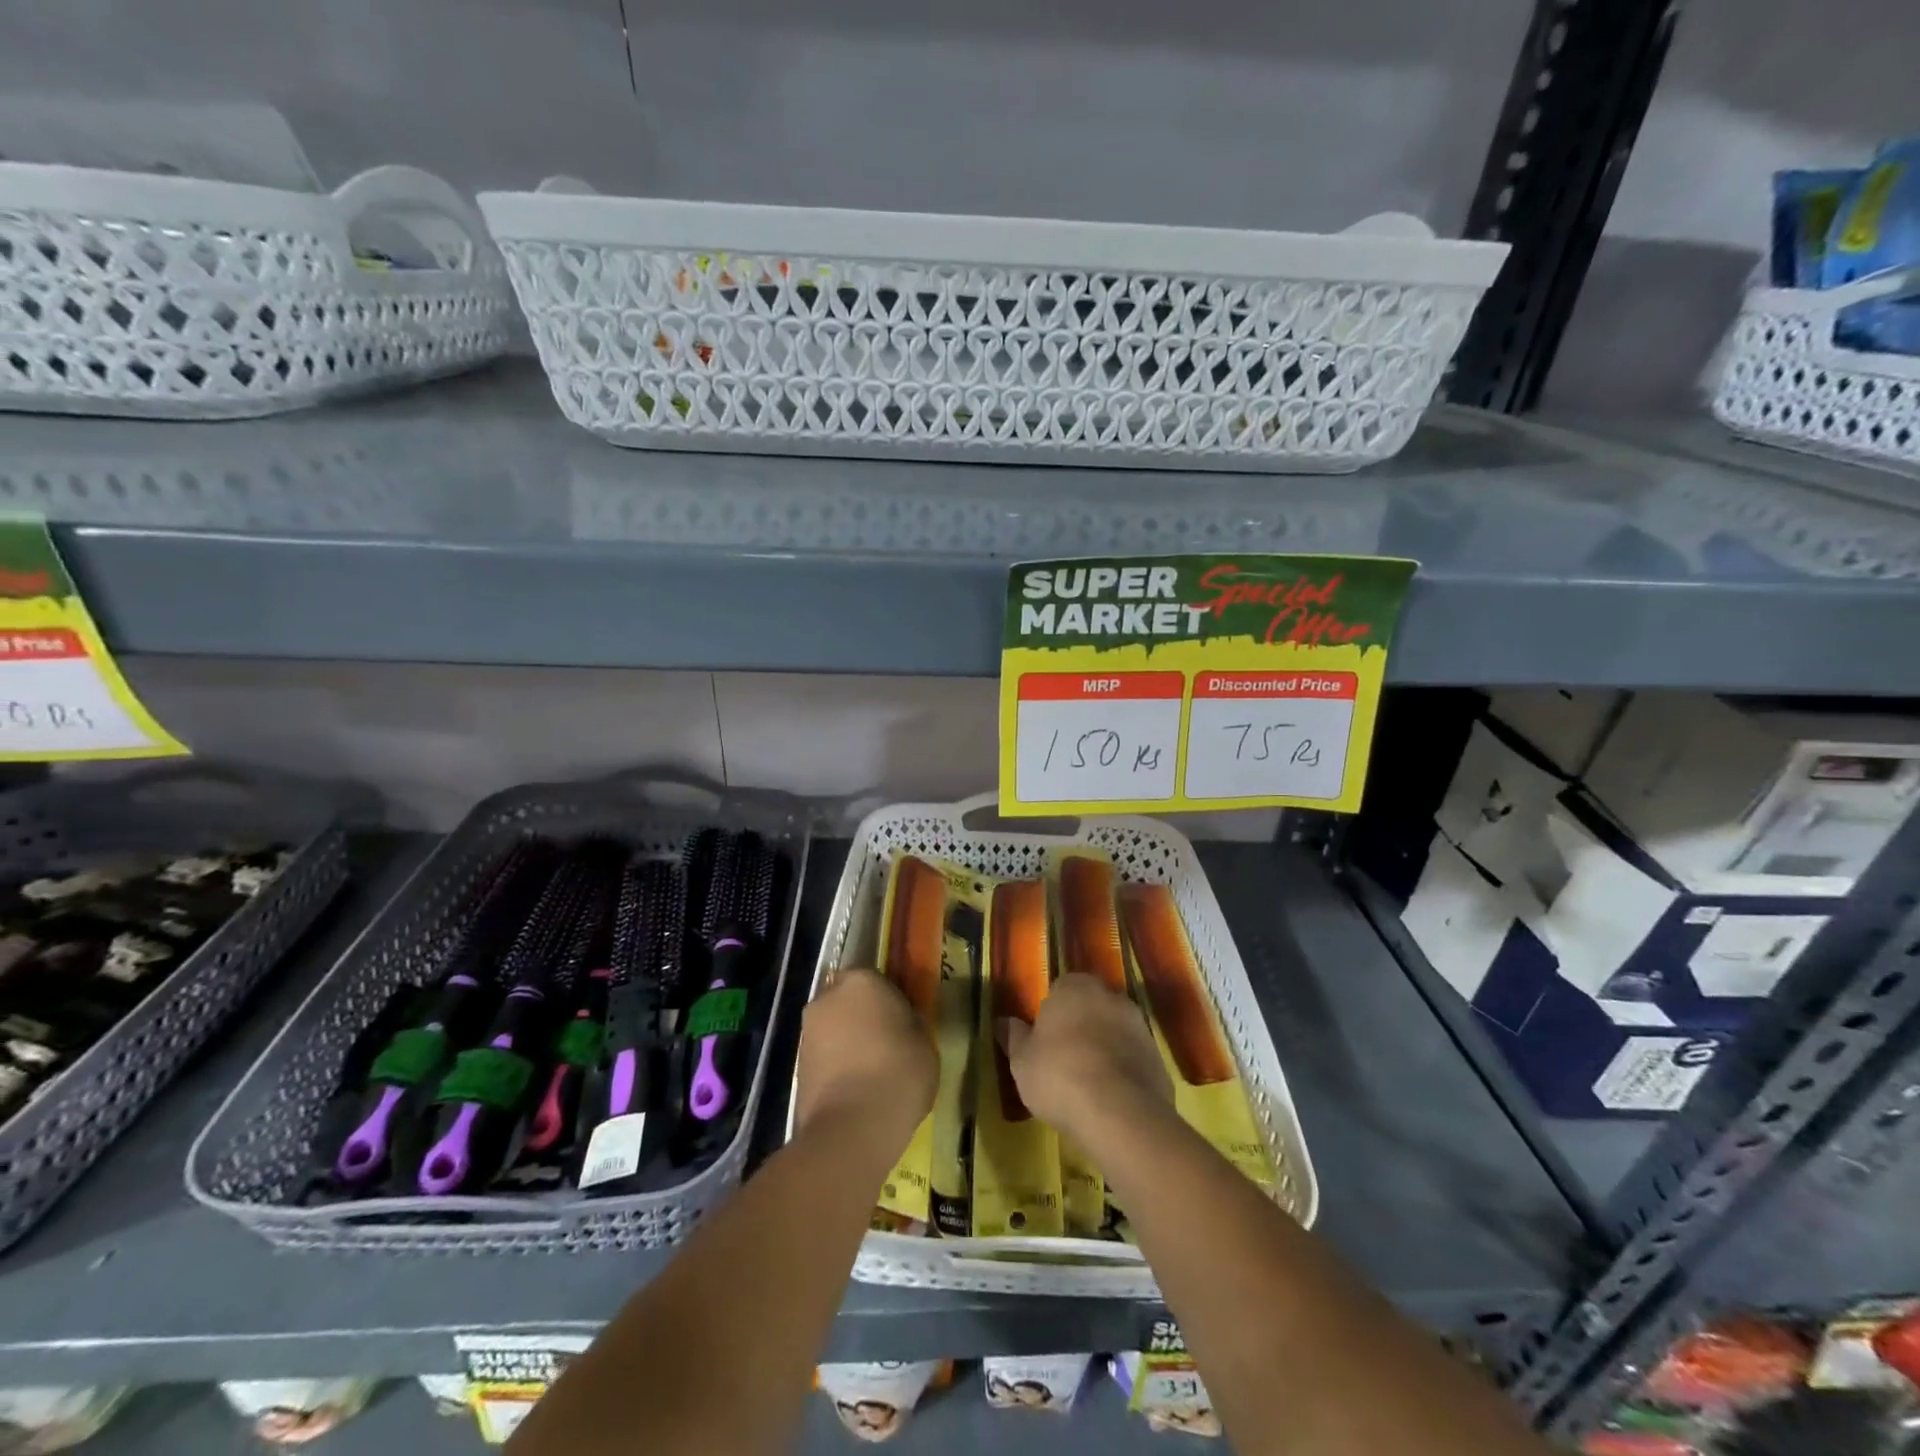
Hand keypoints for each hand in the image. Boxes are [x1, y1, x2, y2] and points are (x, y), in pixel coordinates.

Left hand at [795, 969, 935, 1150]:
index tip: (902, 1022)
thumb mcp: (925, 1043)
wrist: (852, 1128)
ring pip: (834, 1028)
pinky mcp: (796, 1065)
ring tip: (870, 1072)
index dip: (890, 1000)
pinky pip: (824, 1056)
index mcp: (862, 981)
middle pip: (848, 1001)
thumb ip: (910, 1023)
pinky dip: (836, 1066)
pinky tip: (854, 1089)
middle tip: (886, 1044)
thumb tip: (901, 1022)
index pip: (876, 979)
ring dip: (847, 1042)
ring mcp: (808, 1031)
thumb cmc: (898, 1073)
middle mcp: (828, 997)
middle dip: (862, 1017)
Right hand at [1000, 973, 1171, 1146]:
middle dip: (1079, 1026)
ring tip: (1087, 1082)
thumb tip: (1002, 1022)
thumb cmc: (1059, 1076)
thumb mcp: (1022, 1060)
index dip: (1051, 1013)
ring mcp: (1139, 1025)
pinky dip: (1123, 1070)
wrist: (1120, 1113)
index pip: (1060, 989)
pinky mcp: (1158, 1056)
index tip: (1043, 1040)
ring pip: (1114, 1030)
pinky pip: (1133, 1057)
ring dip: (1103, 1047)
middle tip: (1063, 1059)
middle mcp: (1110, 996)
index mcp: (1074, 988)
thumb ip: (1013, 1037)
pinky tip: (1110, 1097)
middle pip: (1090, 1006)